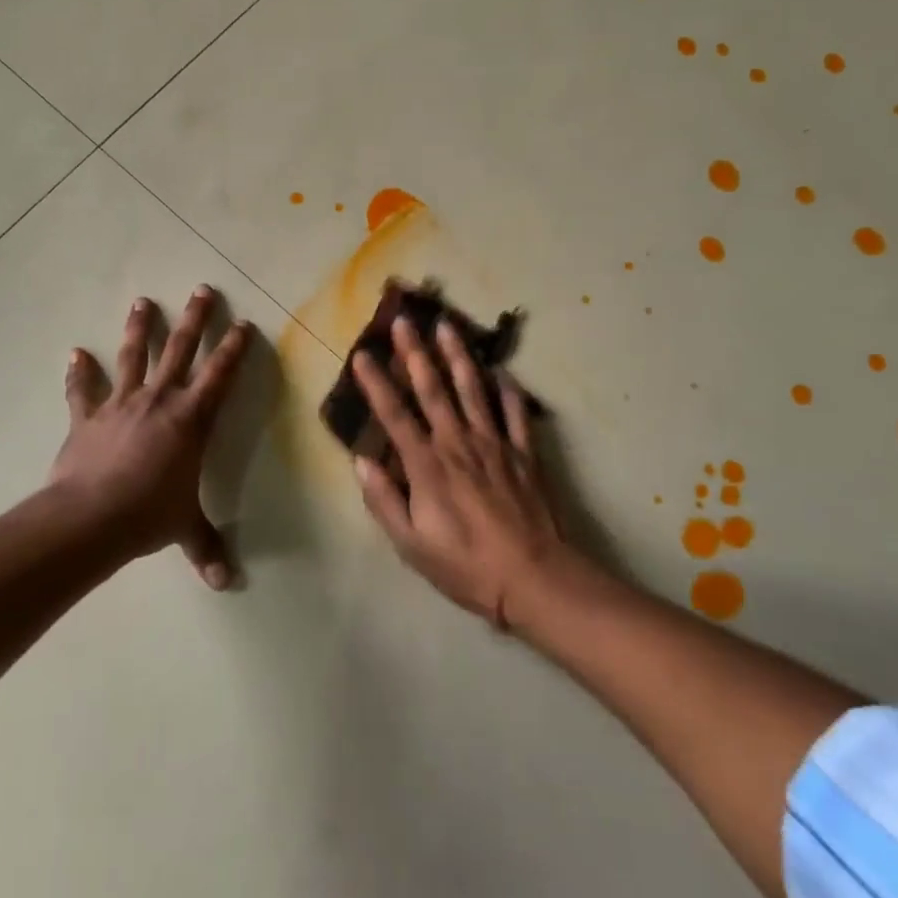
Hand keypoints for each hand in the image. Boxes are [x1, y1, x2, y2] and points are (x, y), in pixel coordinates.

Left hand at [49, 286, 251, 588]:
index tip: (243, 323)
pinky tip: (75, 353)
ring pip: (133, 358)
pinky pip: (83, 390)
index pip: (220, 376)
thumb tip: (226, 583)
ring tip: (143, 301)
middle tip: (202, 289)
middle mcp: (158, 401)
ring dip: (138, 329)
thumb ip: (205, 548)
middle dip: (193, 320)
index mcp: (190, 420)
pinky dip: (79, 373)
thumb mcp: (184, 530)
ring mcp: (120, 405)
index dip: (233, 349)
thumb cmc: (148, 516)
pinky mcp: (87, 417)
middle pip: (180, 351)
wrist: (90, 518)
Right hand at [352, 316, 567, 629]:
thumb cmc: (466, 566)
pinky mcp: (524, 452)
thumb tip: (362, 462)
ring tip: (447, 325)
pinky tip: (502, 370)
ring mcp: (494, 443)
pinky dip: (508, 389)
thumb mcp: (411, 545)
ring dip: (457, 355)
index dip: (376, 383)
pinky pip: (515, 412)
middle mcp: (457, 443)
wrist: (534, 578)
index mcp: (426, 465)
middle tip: (404, 320)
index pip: (394, 414)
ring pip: (472, 389)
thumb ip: (384, 500)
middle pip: (432, 389)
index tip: (362, 354)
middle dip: (414, 352)